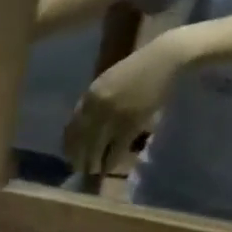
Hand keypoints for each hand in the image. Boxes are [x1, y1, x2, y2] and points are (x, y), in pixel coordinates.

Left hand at [62, 32, 186, 175]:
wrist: (164, 60)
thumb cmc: (136, 70)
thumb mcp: (106, 83)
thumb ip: (92, 103)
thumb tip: (81, 126)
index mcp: (89, 96)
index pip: (72, 126)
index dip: (68, 144)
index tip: (68, 155)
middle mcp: (97, 107)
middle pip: (81, 140)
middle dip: (78, 157)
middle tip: (77, 169)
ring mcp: (115, 116)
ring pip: (96, 147)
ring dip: (92, 162)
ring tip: (91, 172)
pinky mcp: (132, 124)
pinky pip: (117, 148)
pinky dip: (111, 160)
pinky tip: (108, 168)